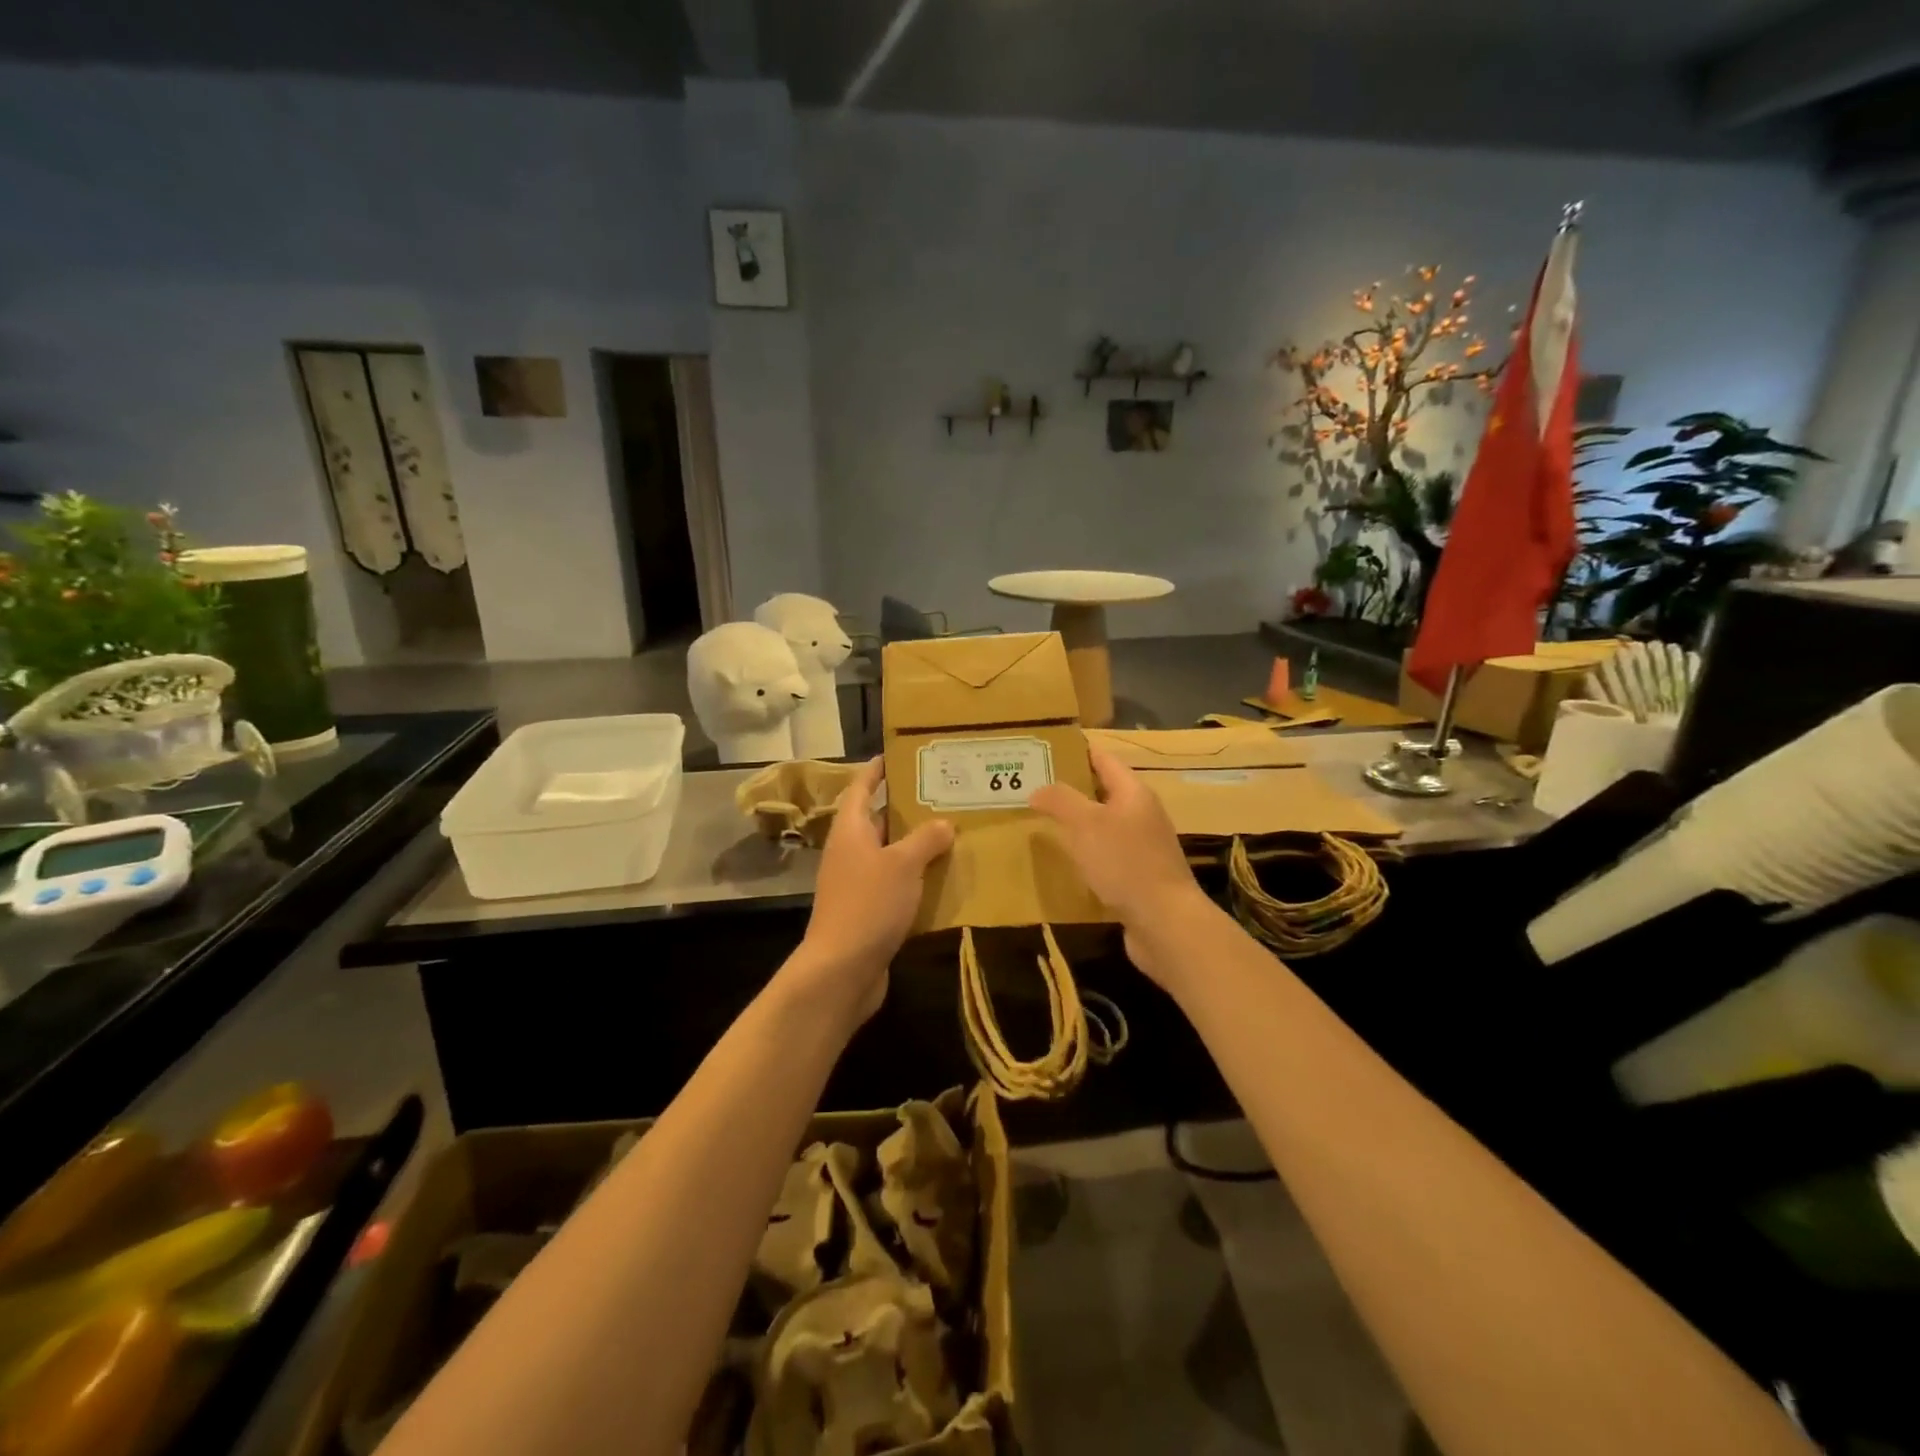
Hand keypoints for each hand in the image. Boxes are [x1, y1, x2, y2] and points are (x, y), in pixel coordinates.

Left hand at [790, 758, 953, 1022]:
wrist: (842, 970)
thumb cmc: (868, 904)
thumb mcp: (902, 865)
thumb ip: (925, 839)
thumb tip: (942, 823)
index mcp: (851, 831)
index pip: (861, 788)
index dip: (876, 771)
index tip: (895, 756)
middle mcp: (850, 852)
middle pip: (878, 822)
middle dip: (907, 810)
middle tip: (943, 796)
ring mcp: (856, 884)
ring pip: (889, 855)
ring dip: (916, 846)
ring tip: (953, 833)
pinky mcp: (867, 911)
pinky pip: (895, 885)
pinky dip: (916, 879)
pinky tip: (945, 879)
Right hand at [1031, 744, 1211, 987]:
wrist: (1165, 923)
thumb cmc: (1125, 863)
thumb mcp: (1086, 824)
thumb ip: (1061, 801)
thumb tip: (1038, 789)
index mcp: (1134, 793)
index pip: (1104, 760)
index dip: (1077, 751)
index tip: (1046, 750)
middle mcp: (1142, 815)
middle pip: (1104, 792)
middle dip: (1071, 788)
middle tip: (1034, 787)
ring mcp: (1142, 847)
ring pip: (1104, 826)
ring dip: (1077, 823)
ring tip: (1041, 822)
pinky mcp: (1138, 877)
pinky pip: (1107, 855)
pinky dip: (1086, 853)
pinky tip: (1064, 862)